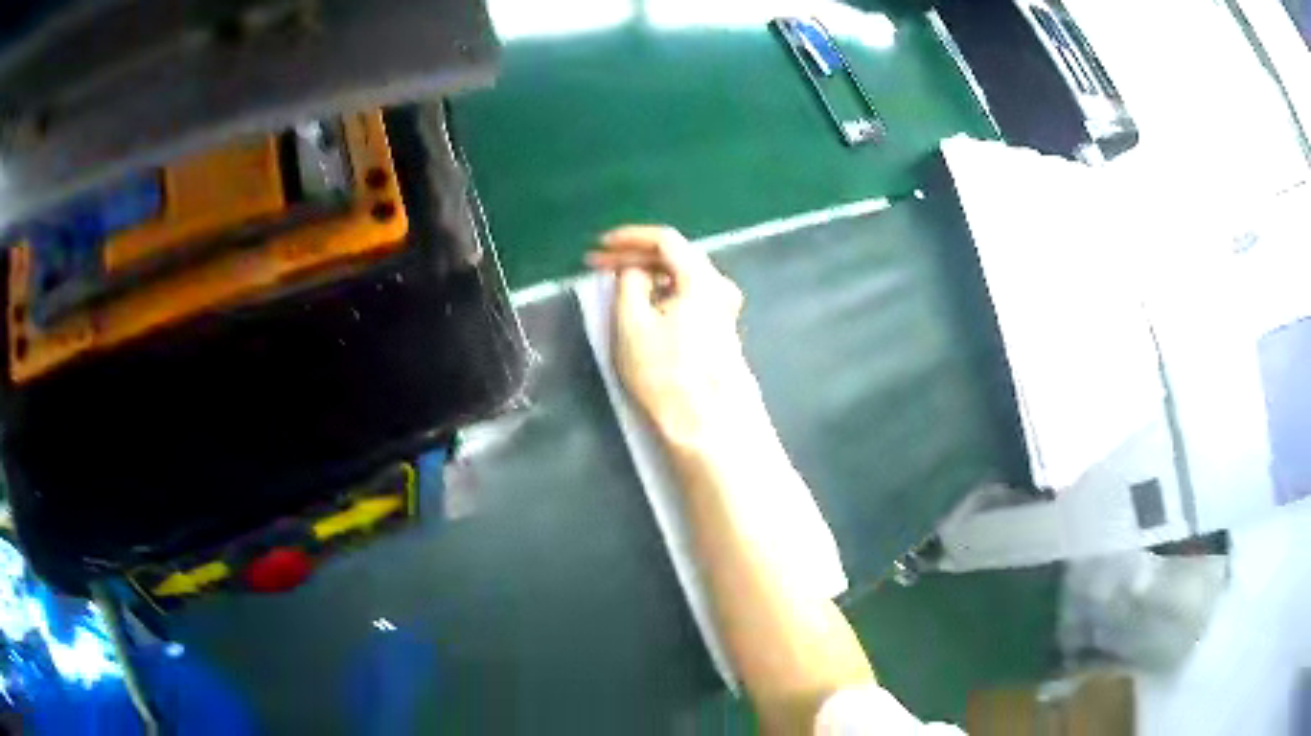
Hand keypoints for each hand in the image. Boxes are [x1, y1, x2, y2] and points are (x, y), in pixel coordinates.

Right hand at [587, 225, 760, 443]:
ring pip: (681, 278)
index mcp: (702, 279)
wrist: (706, 423)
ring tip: (615, 284)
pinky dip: (662, 293)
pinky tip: (643, 304)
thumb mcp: (631, 323)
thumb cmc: (665, 372)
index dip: (629, 237)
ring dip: (647, 275)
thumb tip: (634, 270)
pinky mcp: (720, 330)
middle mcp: (720, 287)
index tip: (600, 246)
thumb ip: (628, 283)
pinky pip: (687, 297)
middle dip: (635, 256)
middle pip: (675, 257)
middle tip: (599, 265)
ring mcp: (724, 310)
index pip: (665, 240)